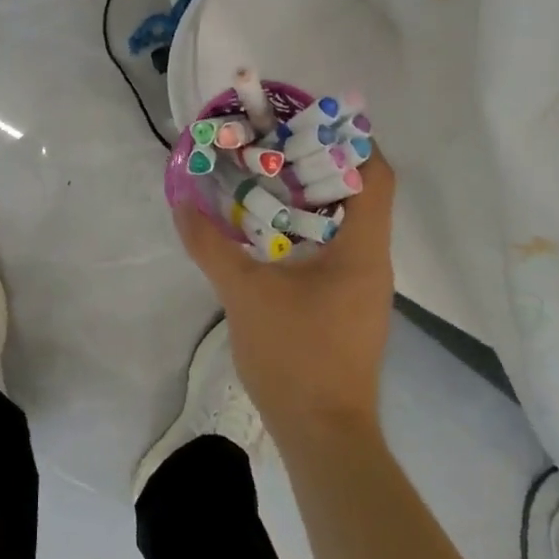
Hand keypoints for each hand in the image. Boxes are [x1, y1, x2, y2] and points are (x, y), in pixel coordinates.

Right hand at [173, 157, 396, 451]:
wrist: (324, 435)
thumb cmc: (295, 356)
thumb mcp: (244, 294)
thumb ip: (210, 245)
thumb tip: (182, 202)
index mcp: (362, 248)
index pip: (376, 175)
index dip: (351, 141)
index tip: (310, 123)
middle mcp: (373, 260)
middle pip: (361, 193)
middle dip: (321, 164)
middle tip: (276, 146)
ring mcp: (364, 286)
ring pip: (347, 223)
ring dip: (313, 198)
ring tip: (268, 179)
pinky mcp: (350, 306)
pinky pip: (336, 249)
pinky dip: (309, 230)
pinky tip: (271, 233)